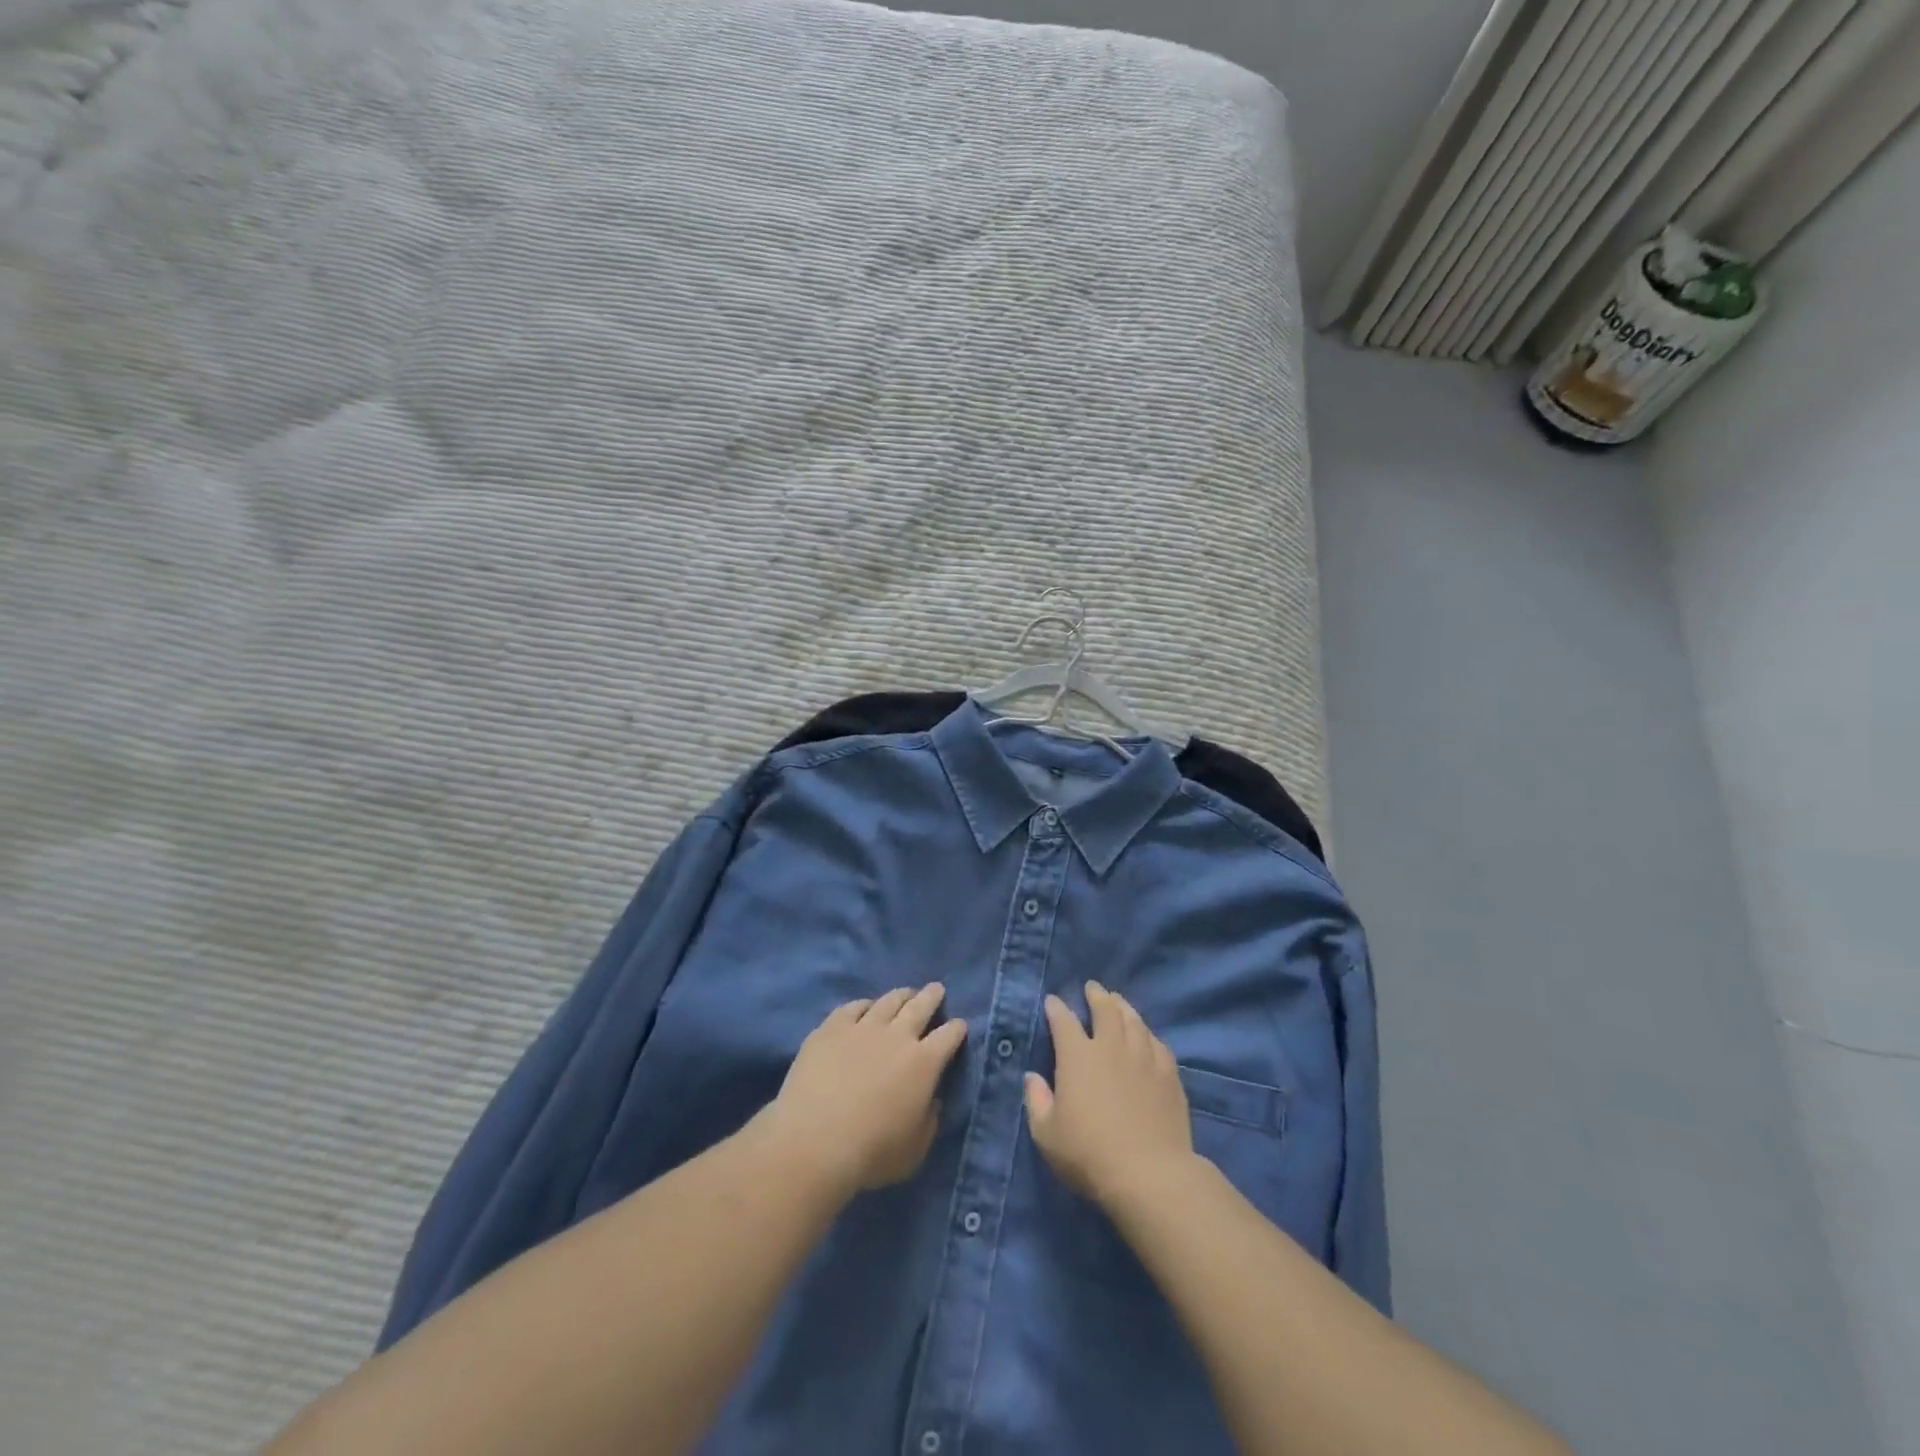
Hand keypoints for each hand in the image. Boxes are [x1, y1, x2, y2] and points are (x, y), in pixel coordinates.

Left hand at [759, 984, 968, 1195]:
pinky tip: (865, 1006)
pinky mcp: (832, 1028)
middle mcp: (898, 1036)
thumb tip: (931, 1101)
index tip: (960, 1026)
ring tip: (906, 993)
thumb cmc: (871, 1154)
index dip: (957, 1029)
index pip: (949, 1036)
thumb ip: (928, 1122)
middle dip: (932, 996)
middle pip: (921, 1006)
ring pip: (888, 1001)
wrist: (815, 1141)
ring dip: (901, 995)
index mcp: (924, 1063)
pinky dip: (864, 1005)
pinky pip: (853, 1007)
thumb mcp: (914, 1151)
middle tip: (937, 989)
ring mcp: (863, 1027)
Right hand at [1025, 981, 1194, 1207]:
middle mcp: (1111, 1047)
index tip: (1052, 1001)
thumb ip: (1036, 1101)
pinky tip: (1147, 1036)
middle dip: (1097, 995)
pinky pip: (1158, 1043)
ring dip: (1124, 1007)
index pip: (1064, 1021)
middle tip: (1093, 988)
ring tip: (1118, 1001)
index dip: (1056, 1008)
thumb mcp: (1047, 1135)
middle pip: (1105, 1009)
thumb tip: (1032, 1077)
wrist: (1149, 1174)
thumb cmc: (1089, 1155)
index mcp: (1078, 1057)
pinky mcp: (1169, 1075)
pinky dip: (1148, 1034)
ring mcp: (1144, 1058)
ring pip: (1134, 1021)